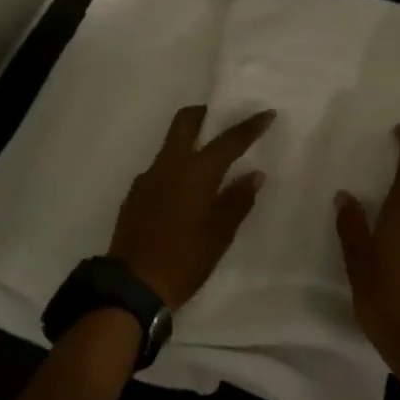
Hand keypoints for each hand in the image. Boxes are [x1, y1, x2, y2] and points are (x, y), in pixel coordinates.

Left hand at [109, 106, 274, 310]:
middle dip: (205, 114)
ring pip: (170, 144)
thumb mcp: (219, 234)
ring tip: (209, 162)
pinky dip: (177, 168)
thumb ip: (237, 200)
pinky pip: (160, 168)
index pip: (228, 140)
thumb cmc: (184, 260)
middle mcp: (169, 165)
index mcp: (195, 172)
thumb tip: (253, 174)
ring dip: (190, 142)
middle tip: (223, 120)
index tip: (266, 113)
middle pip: (185, 122)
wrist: (132, 285)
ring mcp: (147, 178)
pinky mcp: (135, 194)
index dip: (249, 126)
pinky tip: (186, 192)